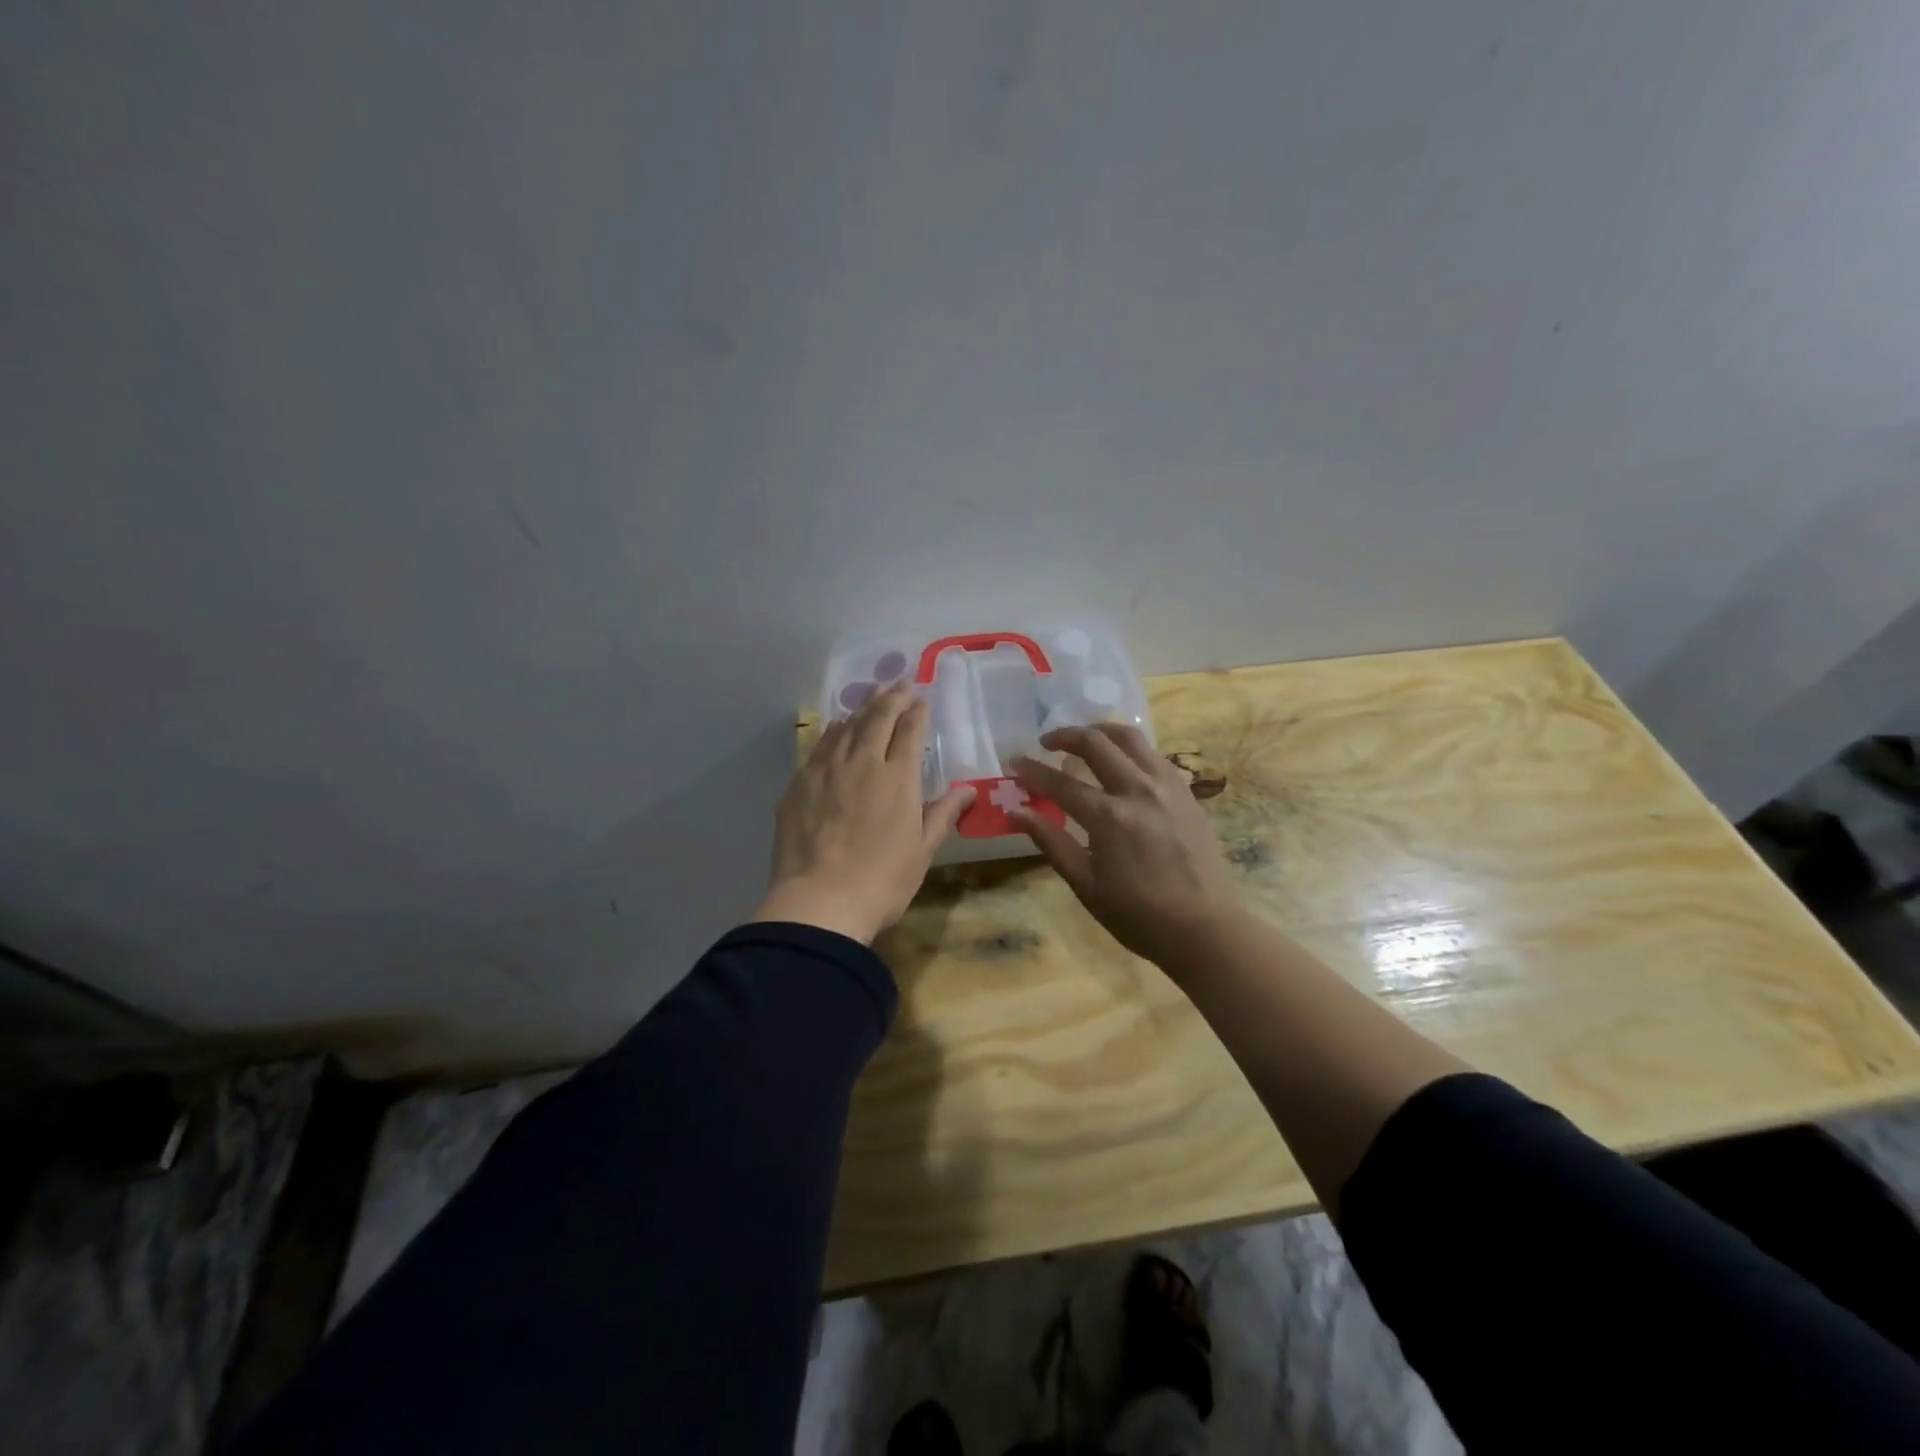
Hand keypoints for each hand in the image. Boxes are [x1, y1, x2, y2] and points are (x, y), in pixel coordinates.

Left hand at [751, 681, 974, 944]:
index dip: (917, 711)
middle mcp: (863, 763)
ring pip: (846, 726)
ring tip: (870, 696)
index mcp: (899, 778)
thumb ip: (943, 814)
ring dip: (861, 708)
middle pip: (877, 718)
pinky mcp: (799, 784)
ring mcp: (826, 770)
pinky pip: (819, 746)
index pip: (910, 731)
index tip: (921, 698)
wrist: (819, 903)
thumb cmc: (882, 881)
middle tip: (900, 682)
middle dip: (891, 696)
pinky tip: (835, 727)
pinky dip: (832, 731)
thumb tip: (967, 790)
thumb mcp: (922, 851)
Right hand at [1011, 724, 1243, 965]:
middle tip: (1046, 743)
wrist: (1205, 929)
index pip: (1060, 782)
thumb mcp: (1086, 884)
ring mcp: (1167, 786)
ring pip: (1131, 738)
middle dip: (1065, 735)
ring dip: (1101, 731)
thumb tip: (1016, 812)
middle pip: (1096, 743)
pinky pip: (1154, 755)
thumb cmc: (1139, 915)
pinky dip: (1131, 749)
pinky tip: (1123, 764)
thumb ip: (1050, 841)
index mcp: (1108, 816)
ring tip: (1085, 739)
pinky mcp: (1187, 793)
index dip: (1032, 770)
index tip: (1014, 761)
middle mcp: (1138, 789)